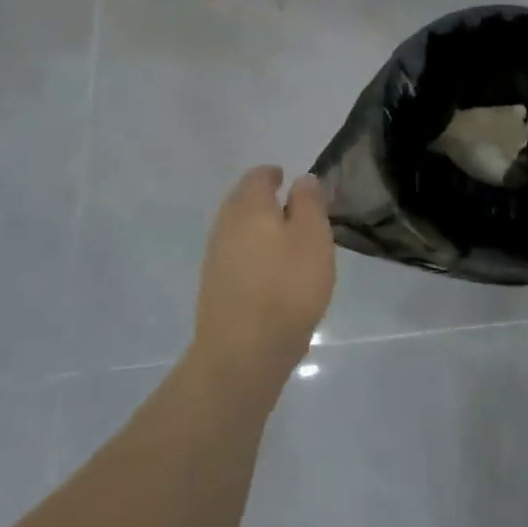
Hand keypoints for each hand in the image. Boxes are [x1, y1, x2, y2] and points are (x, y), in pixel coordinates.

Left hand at [192, 167, 336, 387]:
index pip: (257, 176)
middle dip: (263, 200)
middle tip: (291, 207)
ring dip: (257, 228)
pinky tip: (270, 273)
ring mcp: (215, 258)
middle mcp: (225, 226)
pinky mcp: (214, 288)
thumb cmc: (287, 286)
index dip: (273, 174)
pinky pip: (235, 257)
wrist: (242, 352)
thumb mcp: (313, 237)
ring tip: (285, 241)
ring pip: (237, 230)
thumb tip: (301, 179)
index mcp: (249, 207)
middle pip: (242, 201)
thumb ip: (309, 202)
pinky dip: (252, 254)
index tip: (288, 178)